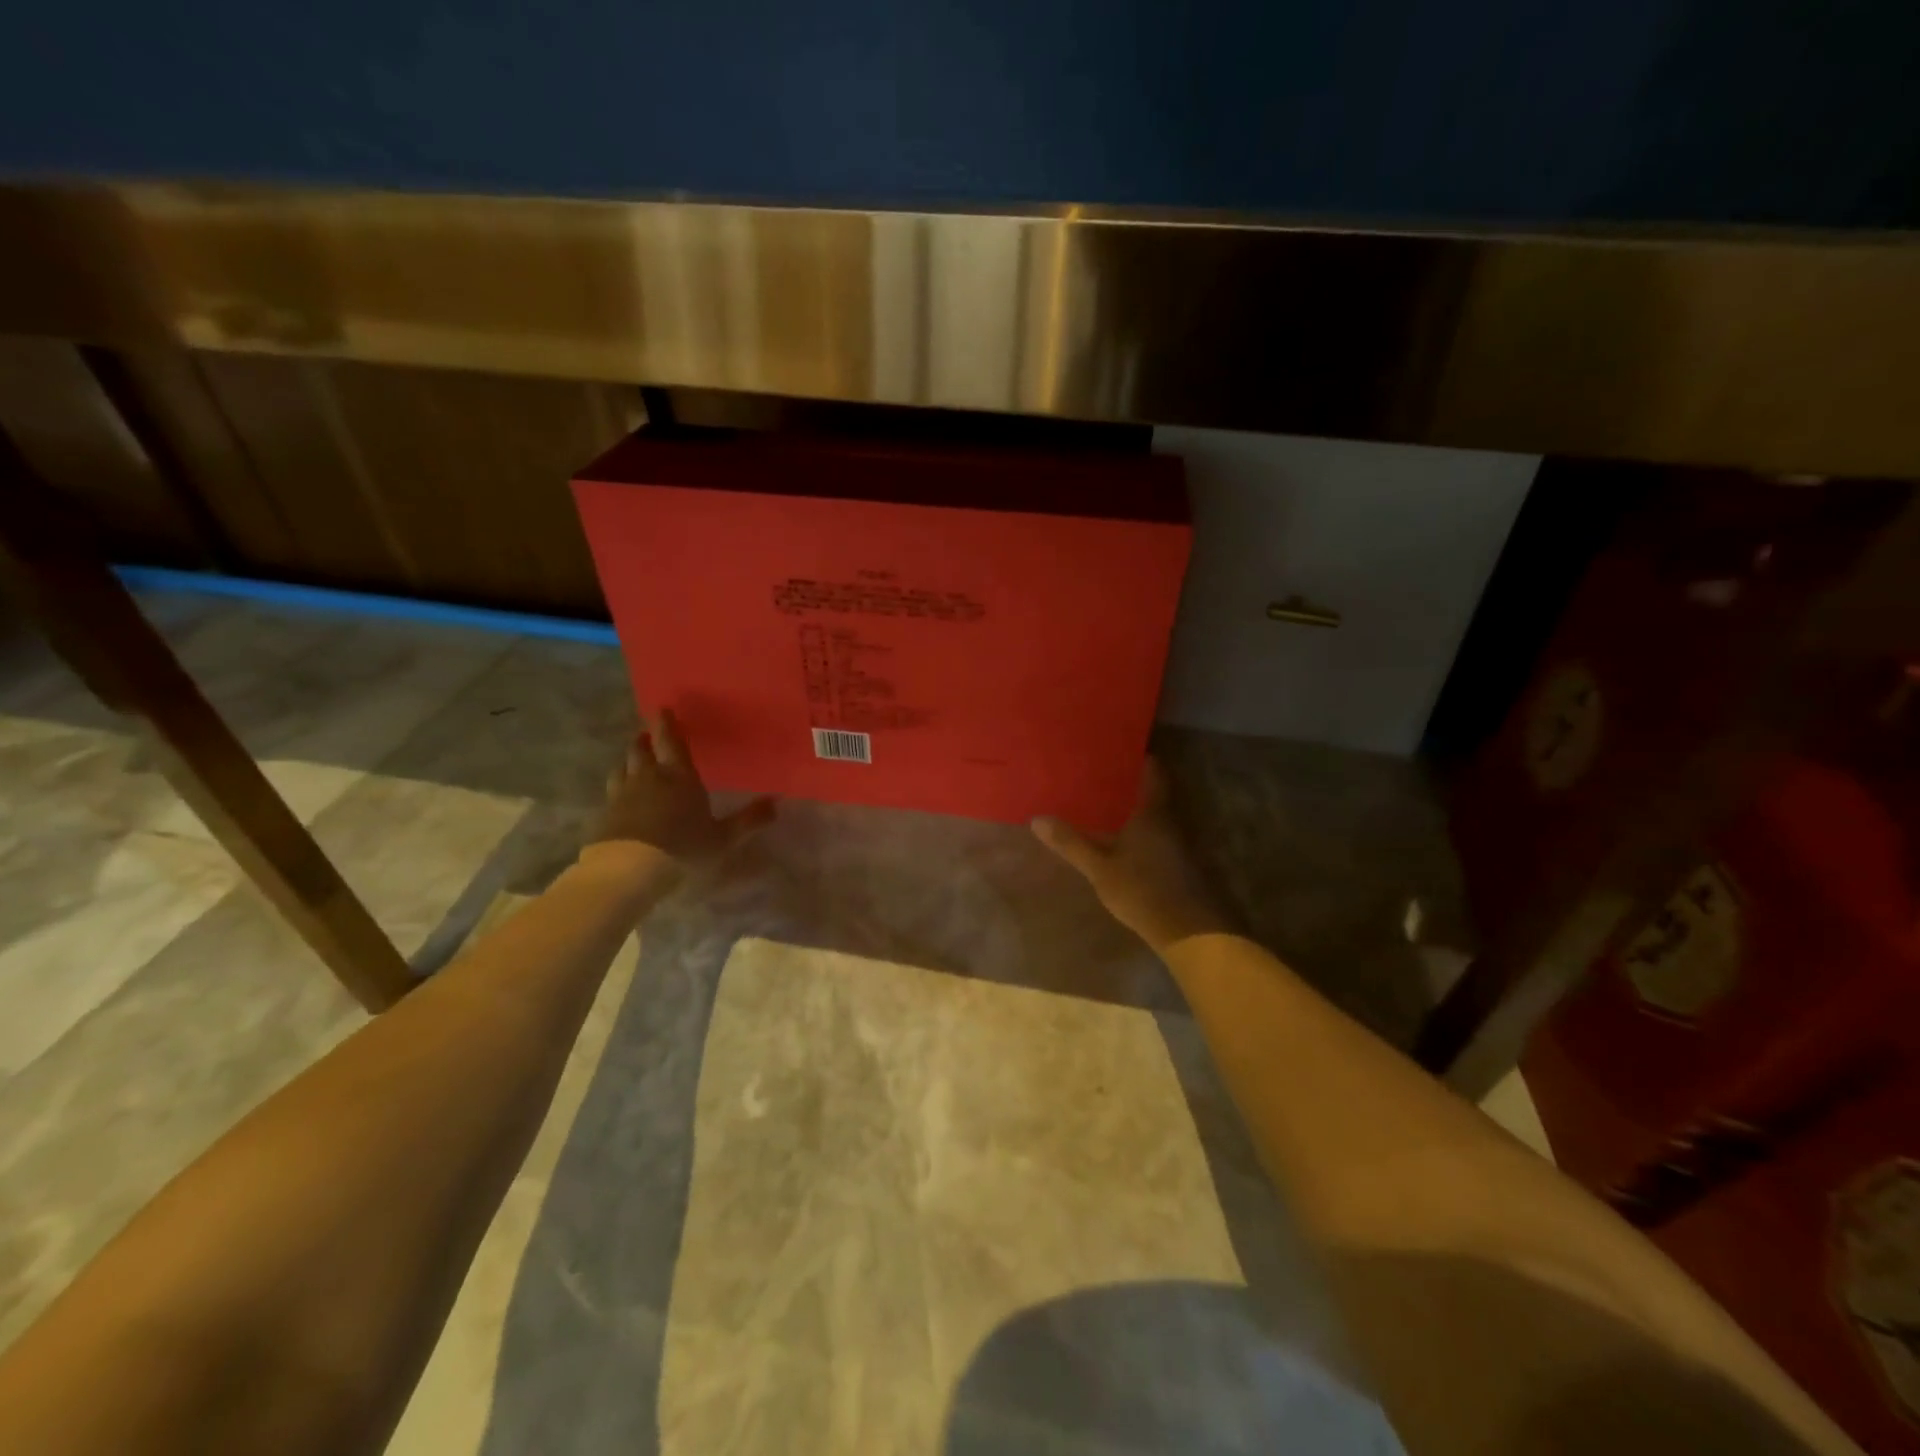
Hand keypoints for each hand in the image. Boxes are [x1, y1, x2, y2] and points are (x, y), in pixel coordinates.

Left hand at [579, 709, 775, 880]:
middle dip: (644, 740)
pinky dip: (618, 789)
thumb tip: (776, 802)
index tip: (662, 709)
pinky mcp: (605, 815)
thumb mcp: (724, 838)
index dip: (666, 724)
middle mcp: (648, 777)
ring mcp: (622, 795)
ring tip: (633, 764)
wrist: (630, 869)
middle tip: (647, 736)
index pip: (671, 741)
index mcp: (679, 776)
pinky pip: (611, 793)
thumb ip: (749, 820)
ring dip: (628, 762)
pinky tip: (621, 799)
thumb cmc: (684, 847)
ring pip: (621, 768)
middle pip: (640, 750)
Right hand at [1032, 759, 1230, 954]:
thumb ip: (1070, 843)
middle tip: (1102, 778)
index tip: (1117, 751)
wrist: (1187, 931)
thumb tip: (1037, 818)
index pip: (1153, 772)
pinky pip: (1160, 838)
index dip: (1139, 758)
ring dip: (1136, 811)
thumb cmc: (1141, 890)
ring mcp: (1180, 844)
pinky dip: (1143, 833)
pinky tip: (1124, 842)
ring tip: (1107, 807)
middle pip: (1155, 793)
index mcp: (1152, 812)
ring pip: (1157, 817)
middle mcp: (1170, 821)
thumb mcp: (1099, 867)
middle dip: (1131, 785)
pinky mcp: (1182, 865)